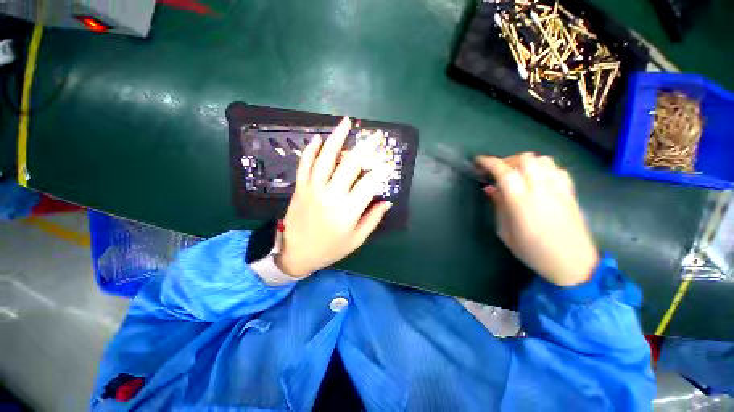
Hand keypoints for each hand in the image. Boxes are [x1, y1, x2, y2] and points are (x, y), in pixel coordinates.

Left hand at [275, 117, 393, 277]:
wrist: (295, 253)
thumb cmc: (330, 248)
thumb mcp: (356, 239)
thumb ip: (373, 219)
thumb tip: (387, 201)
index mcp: (348, 210)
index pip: (369, 184)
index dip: (381, 171)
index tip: (388, 162)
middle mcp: (331, 195)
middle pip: (350, 165)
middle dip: (365, 148)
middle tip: (375, 137)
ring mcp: (313, 188)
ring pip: (326, 158)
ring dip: (336, 138)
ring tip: (345, 122)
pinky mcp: (300, 187)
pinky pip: (305, 164)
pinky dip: (311, 150)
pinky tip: (318, 138)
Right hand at [476, 153, 597, 286]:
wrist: (573, 263)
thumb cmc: (533, 251)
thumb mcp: (505, 232)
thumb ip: (498, 206)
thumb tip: (490, 188)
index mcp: (522, 202)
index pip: (505, 173)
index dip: (490, 163)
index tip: (479, 161)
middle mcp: (542, 190)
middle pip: (526, 159)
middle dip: (508, 160)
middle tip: (499, 171)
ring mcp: (559, 189)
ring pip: (543, 160)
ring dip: (526, 162)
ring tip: (518, 173)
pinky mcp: (571, 192)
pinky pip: (557, 169)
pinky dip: (543, 168)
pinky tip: (538, 179)